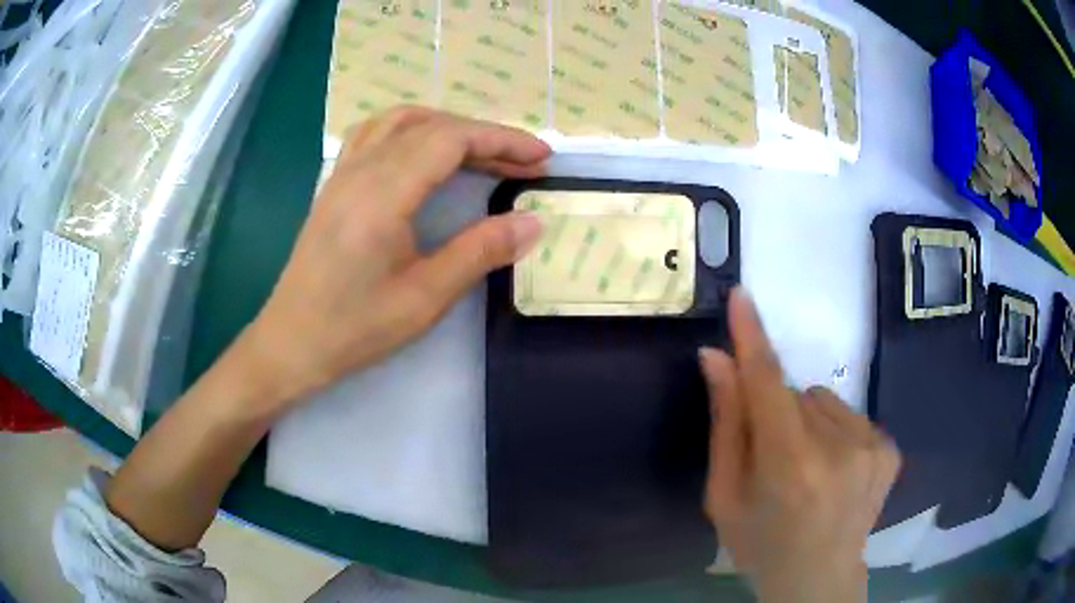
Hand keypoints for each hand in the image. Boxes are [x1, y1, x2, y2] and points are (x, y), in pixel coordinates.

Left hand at [240, 107, 549, 406]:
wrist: (291, 342)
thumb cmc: (355, 327)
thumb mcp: (424, 298)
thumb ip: (480, 252)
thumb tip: (533, 222)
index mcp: (383, 194)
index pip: (450, 140)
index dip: (501, 141)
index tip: (540, 158)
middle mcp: (360, 170)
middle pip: (431, 126)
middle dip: (484, 137)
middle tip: (524, 164)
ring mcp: (343, 173)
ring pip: (401, 122)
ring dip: (448, 127)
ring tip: (481, 152)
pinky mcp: (335, 185)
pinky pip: (375, 134)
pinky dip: (412, 131)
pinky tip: (424, 152)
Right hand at [700, 289, 900, 602]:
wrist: (819, 578)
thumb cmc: (760, 545)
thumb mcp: (725, 497)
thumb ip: (726, 426)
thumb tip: (716, 358)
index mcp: (789, 468)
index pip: (768, 385)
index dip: (753, 338)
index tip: (742, 296)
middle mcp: (838, 450)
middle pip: (795, 393)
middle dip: (777, 413)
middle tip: (776, 459)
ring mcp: (872, 447)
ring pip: (824, 401)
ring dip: (809, 423)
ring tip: (808, 469)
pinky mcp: (890, 449)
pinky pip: (851, 415)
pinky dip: (836, 432)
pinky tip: (835, 470)